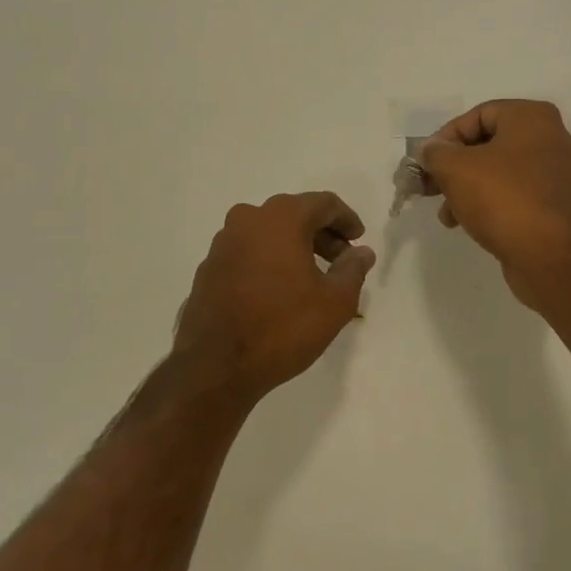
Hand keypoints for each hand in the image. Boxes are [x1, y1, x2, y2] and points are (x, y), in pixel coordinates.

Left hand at [173, 192, 375, 399]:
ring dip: (294, 246)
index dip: (346, 219)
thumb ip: (353, 269)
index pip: (323, 203)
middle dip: (321, 233)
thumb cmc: (283, 327)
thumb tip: (361, 252)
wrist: (216, 367)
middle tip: (341, 259)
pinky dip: (269, 260)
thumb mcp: (335, 302)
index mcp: (282, 219)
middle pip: (294, 214)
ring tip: (313, 276)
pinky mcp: (209, 267)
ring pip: (269, 232)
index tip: (359, 239)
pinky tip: (280, 289)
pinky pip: (248, 251)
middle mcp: (248, 219)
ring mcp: (223, 243)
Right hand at [419, 100, 570, 279]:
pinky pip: (515, 193)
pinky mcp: (555, 204)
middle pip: (489, 144)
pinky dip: (490, 202)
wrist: (547, 255)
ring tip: (447, 213)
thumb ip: (436, 153)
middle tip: (431, 186)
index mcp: (533, 117)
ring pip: (500, 171)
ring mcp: (557, 173)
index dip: (446, 137)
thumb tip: (430, 150)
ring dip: (468, 188)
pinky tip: (467, 223)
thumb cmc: (501, 198)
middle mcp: (551, 138)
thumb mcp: (456, 169)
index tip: (426, 162)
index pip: (478, 115)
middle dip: (455, 166)